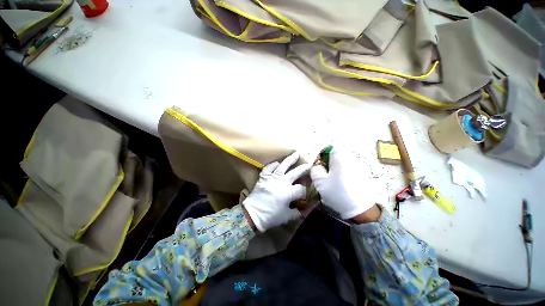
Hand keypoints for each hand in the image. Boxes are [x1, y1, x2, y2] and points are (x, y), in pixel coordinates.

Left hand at [243, 152, 311, 231]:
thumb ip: (296, 213)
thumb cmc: (270, 216)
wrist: (252, 214)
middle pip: (295, 172)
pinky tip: (277, 163)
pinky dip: (273, 165)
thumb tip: (303, 211)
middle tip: (309, 164)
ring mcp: (272, 178)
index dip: (306, 191)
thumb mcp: (286, 217)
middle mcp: (282, 182)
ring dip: (290, 159)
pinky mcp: (264, 177)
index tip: (307, 193)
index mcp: (288, 192)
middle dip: (304, 168)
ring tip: (296, 153)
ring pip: (283, 166)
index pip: (301, 189)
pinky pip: (269, 168)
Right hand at [310, 148, 374, 219]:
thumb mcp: (320, 181)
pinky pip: (349, 169)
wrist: (360, 209)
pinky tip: (341, 185)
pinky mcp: (363, 175)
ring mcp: (359, 167)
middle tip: (324, 174)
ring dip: (335, 168)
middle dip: (328, 162)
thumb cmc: (338, 192)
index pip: (331, 147)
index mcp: (340, 158)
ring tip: (332, 181)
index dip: (323, 154)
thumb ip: (315, 169)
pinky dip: (343, 174)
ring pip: (343, 163)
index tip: (320, 165)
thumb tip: (318, 166)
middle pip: (337, 155)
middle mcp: (351, 159)